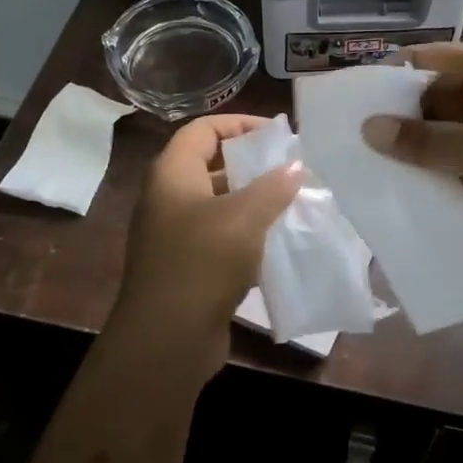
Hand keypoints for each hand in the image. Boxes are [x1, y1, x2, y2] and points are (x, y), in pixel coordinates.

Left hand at [108, 114, 301, 378]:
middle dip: (252, 165)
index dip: (238, 124)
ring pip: (218, 204)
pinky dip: (247, 234)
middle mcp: (168, 198)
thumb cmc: (203, 262)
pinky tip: (278, 242)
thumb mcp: (244, 217)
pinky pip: (220, 237)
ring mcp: (174, 234)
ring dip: (253, 201)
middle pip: (210, 165)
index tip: (277, 135)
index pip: (202, 130)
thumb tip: (294, 167)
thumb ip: (272, 187)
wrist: (168, 338)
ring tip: (292, 203)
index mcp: (172, 174)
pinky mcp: (187, 266)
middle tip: (290, 169)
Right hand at [360, 44, 462, 275]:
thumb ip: (430, 142)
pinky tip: (412, 199)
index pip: (426, 64)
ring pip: (448, 138)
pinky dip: (443, 180)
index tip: (344, 106)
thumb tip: (368, 128)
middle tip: (347, 150)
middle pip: (433, 102)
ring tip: (369, 176)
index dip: (385, 80)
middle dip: (396, 124)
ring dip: (417, 155)